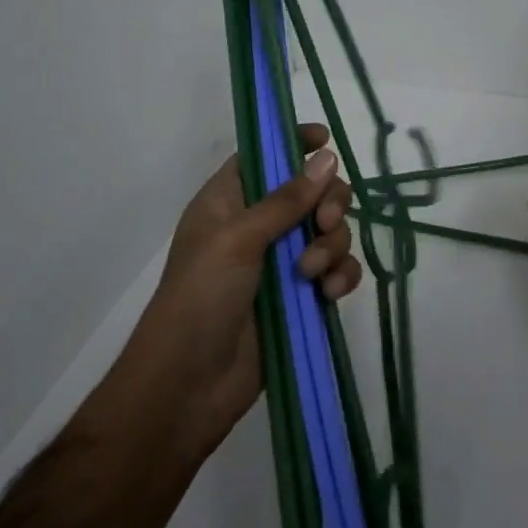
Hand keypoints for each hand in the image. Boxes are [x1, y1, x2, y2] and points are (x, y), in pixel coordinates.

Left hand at [125, 126, 362, 458]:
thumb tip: (328, 156)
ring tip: (312, 275)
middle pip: (312, 191)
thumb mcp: (238, 238)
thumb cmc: (200, 297)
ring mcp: (282, 262)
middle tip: (324, 222)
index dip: (294, 142)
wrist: (187, 387)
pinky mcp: (301, 297)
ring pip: (330, 231)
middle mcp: (258, 225)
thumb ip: (287, 199)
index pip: (266, 156)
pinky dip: (340, 276)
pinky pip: (336, 270)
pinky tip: (329, 294)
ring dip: (331, 246)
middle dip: (328, 203)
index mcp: (231, 200)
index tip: (325, 139)